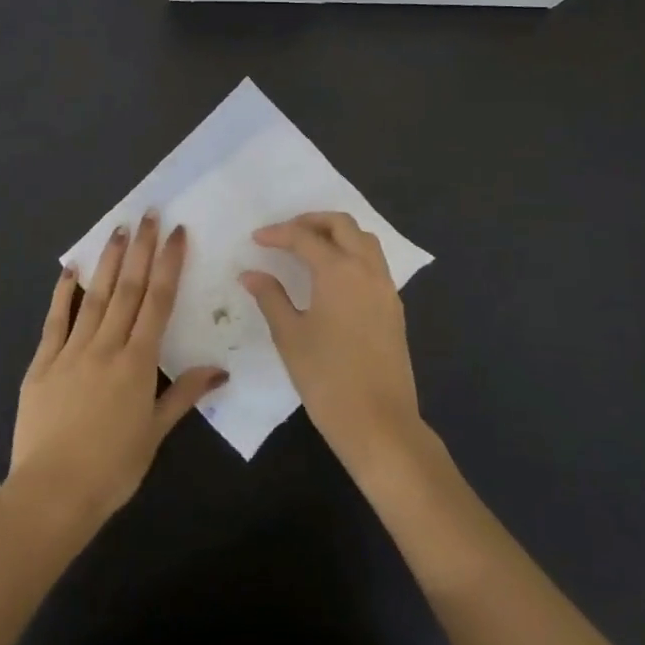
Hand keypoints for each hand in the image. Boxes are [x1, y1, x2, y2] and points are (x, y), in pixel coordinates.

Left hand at [8, 214, 227, 534]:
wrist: (52, 493)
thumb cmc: (112, 468)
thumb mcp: (154, 433)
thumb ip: (183, 395)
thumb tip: (219, 369)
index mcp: (137, 363)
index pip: (158, 302)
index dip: (169, 264)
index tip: (177, 233)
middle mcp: (106, 347)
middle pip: (128, 289)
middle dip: (141, 249)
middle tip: (149, 214)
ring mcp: (71, 351)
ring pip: (95, 296)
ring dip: (109, 261)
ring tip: (118, 229)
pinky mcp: (42, 363)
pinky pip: (55, 321)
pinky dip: (64, 293)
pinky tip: (71, 269)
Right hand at [241, 212, 426, 480]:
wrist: (379, 423)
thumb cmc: (327, 378)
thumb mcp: (290, 336)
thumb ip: (271, 297)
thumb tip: (251, 274)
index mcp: (339, 271)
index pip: (305, 237)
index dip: (278, 234)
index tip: (256, 240)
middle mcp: (367, 270)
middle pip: (342, 225)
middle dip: (312, 221)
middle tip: (285, 233)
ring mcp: (385, 288)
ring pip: (364, 240)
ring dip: (337, 234)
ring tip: (309, 248)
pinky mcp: (393, 307)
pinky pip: (374, 263)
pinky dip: (352, 254)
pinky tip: (332, 276)